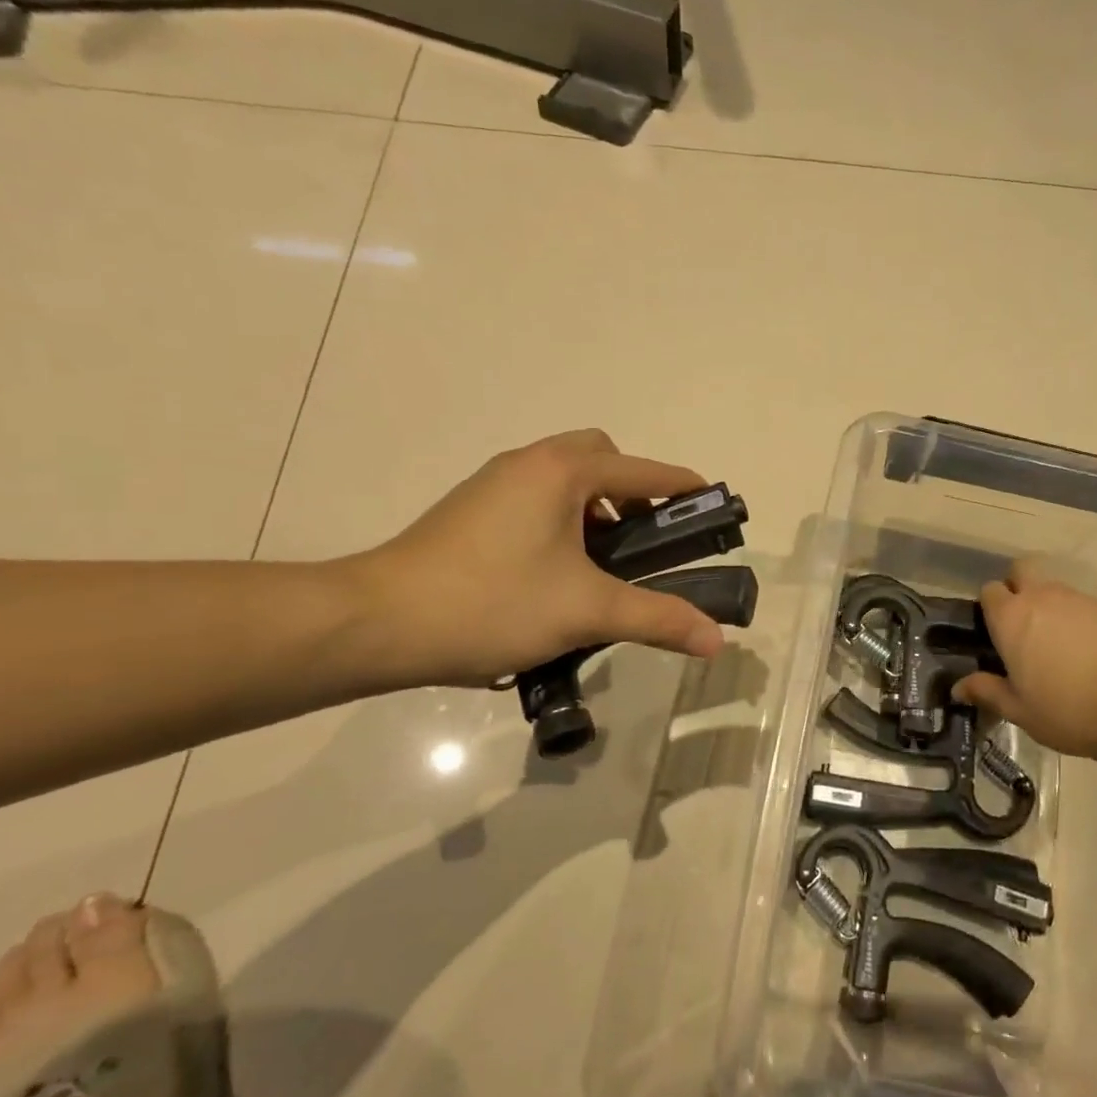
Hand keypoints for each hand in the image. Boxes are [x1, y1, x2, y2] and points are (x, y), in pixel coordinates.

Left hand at [347, 430, 728, 686]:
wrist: (378, 623)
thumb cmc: (492, 603)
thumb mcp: (585, 611)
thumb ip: (657, 618)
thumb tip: (718, 640)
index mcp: (561, 472)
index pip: (641, 471)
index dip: (681, 487)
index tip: (711, 504)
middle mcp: (528, 464)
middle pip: (599, 457)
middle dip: (631, 490)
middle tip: (643, 538)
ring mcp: (493, 485)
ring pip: (563, 477)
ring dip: (594, 505)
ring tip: (603, 562)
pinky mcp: (470, 511)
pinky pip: (535, 497)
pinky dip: (562, 518)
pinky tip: (557, 572)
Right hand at [954, 562, 1096, 758]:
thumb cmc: (1064, 711)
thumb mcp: (1018, 710)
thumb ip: (986, 691)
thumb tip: (959, 687)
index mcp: (1011, 618)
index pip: (990, 590)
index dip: (991, 607)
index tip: (997, 631)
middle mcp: (1041, 597)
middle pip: (1022, 570)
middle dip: (1019, 586)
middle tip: (1024, 623)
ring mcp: (1079, 599)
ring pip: (1055, 588)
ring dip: (1051, 606)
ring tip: (1060, 645)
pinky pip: (1085, 607)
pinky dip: (1081, 621)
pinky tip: (1091, 653)